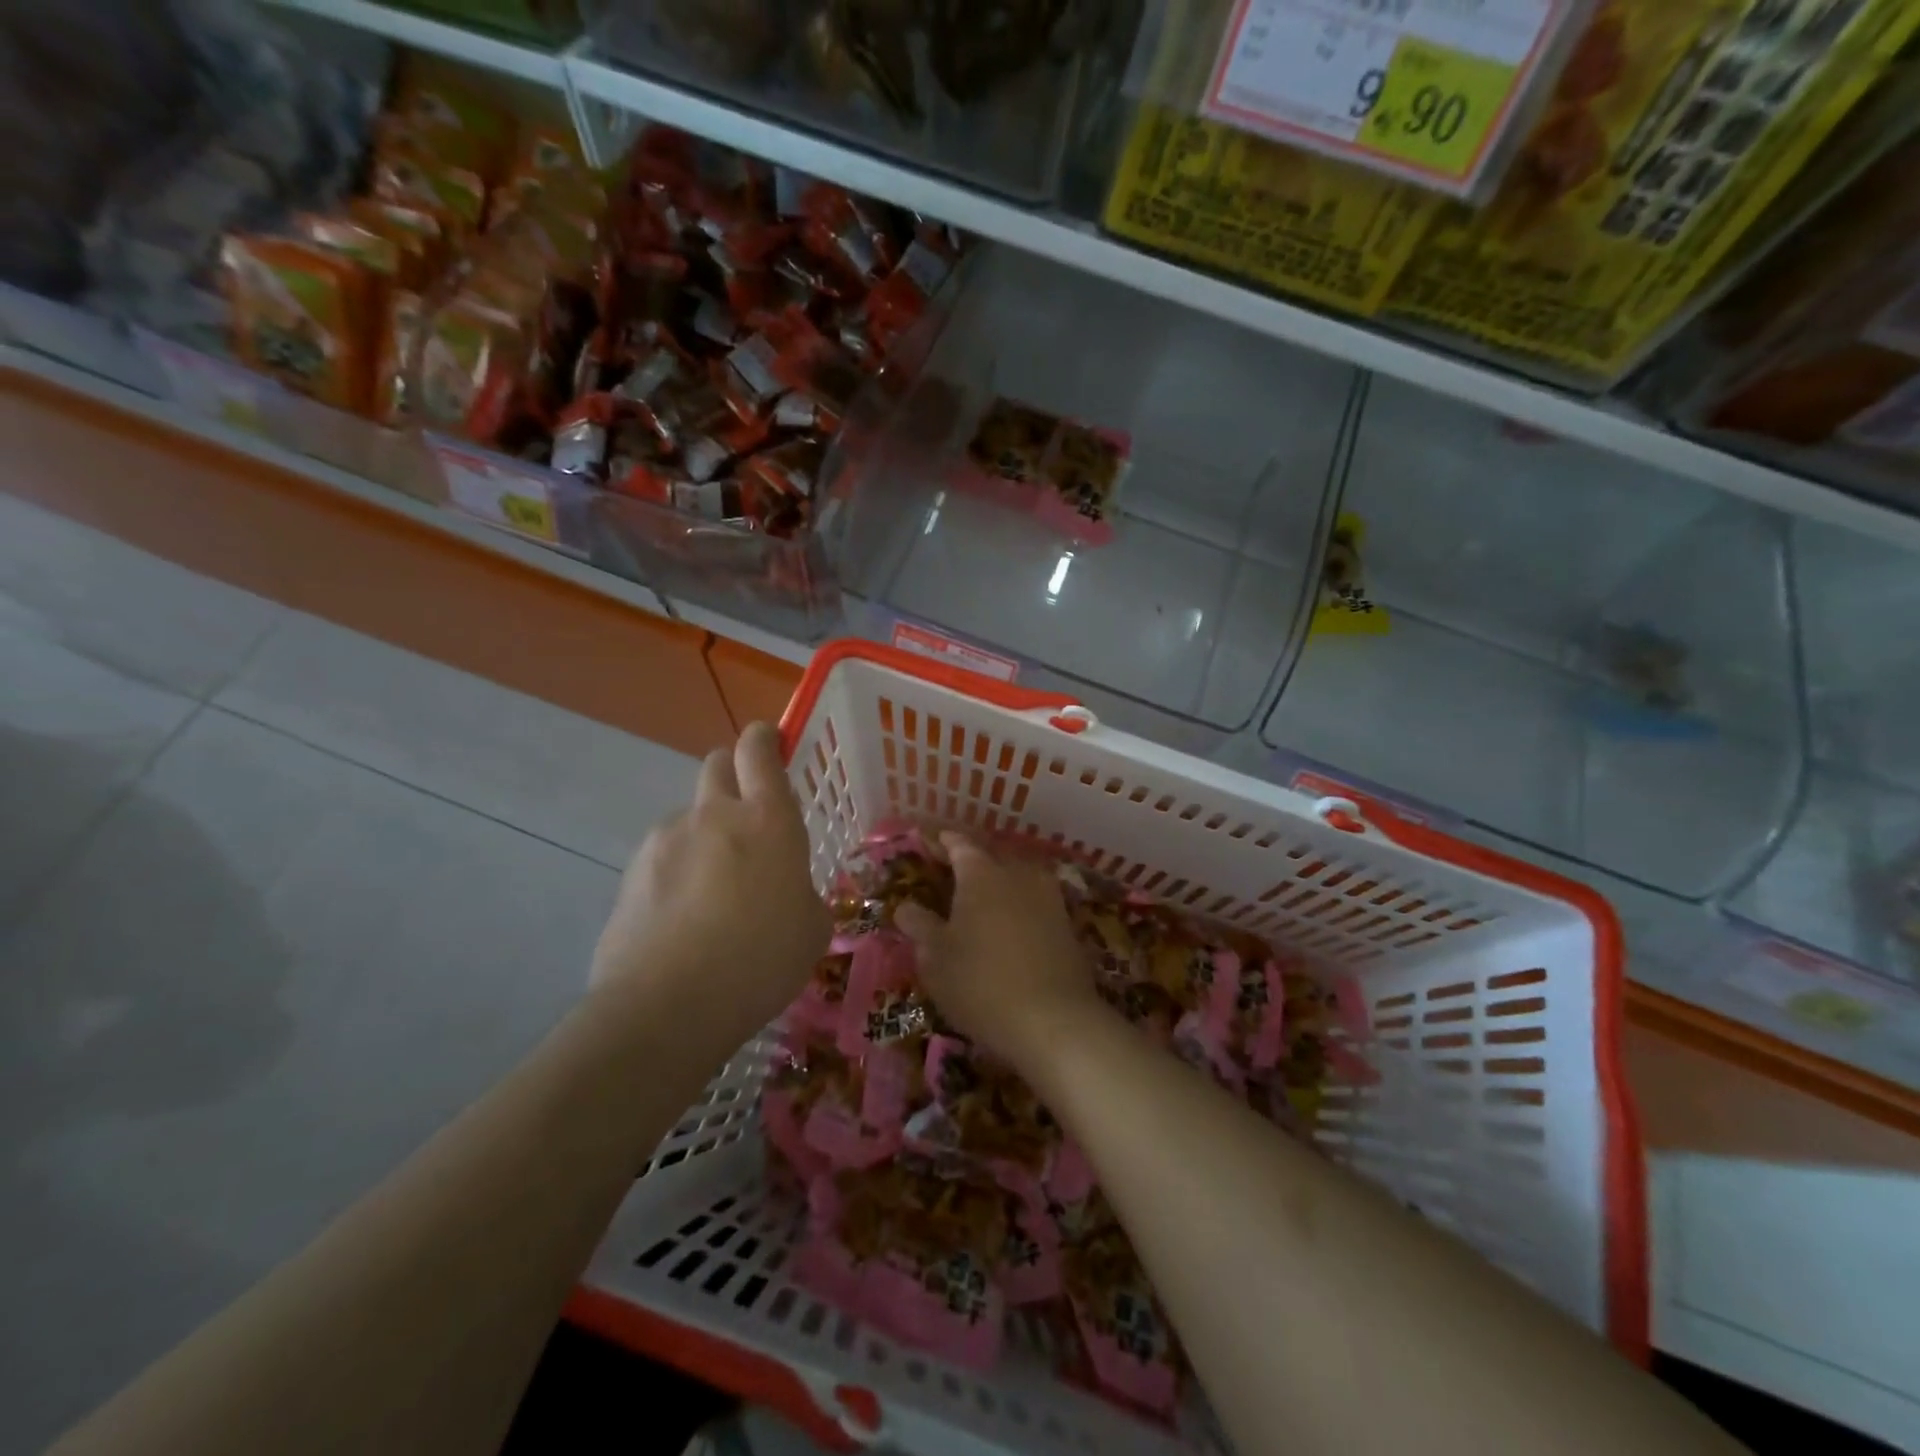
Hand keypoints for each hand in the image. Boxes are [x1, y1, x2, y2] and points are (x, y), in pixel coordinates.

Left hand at [591, 723, 829, 1043]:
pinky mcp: (631, 872)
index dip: (766, 739)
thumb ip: (802, 892)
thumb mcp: (811, 929)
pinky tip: (682, 918)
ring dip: (704, 833)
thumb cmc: (760, 961)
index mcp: (767, 820)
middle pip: (717, 763)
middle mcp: (713, 815)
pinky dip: (676, 870)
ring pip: (689, 815)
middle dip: (734, 774)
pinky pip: (663, 854)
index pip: (760, 749)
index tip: (772, 743)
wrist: (666, 1007)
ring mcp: (665, 840)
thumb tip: (786, 891)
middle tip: (748, 817)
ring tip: (712, 890)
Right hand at [895, 833, 1103, 1071]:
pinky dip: (1018, 904)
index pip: (958, 844)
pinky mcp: (1067, 923)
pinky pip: (1035, 900)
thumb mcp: (936, 958)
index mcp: (981, 873)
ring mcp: (1048, 896)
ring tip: (980, 898)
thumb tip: (906, 907)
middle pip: (991, 856)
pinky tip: (1009, 923)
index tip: (928, 842)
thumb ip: (920, 926)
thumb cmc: (980, 983)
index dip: (941, 842)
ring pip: (1017, 876)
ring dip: (998, 881)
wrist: (1054, 1020)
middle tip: (950, 872)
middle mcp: (1017, 873)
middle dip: (970, 860)